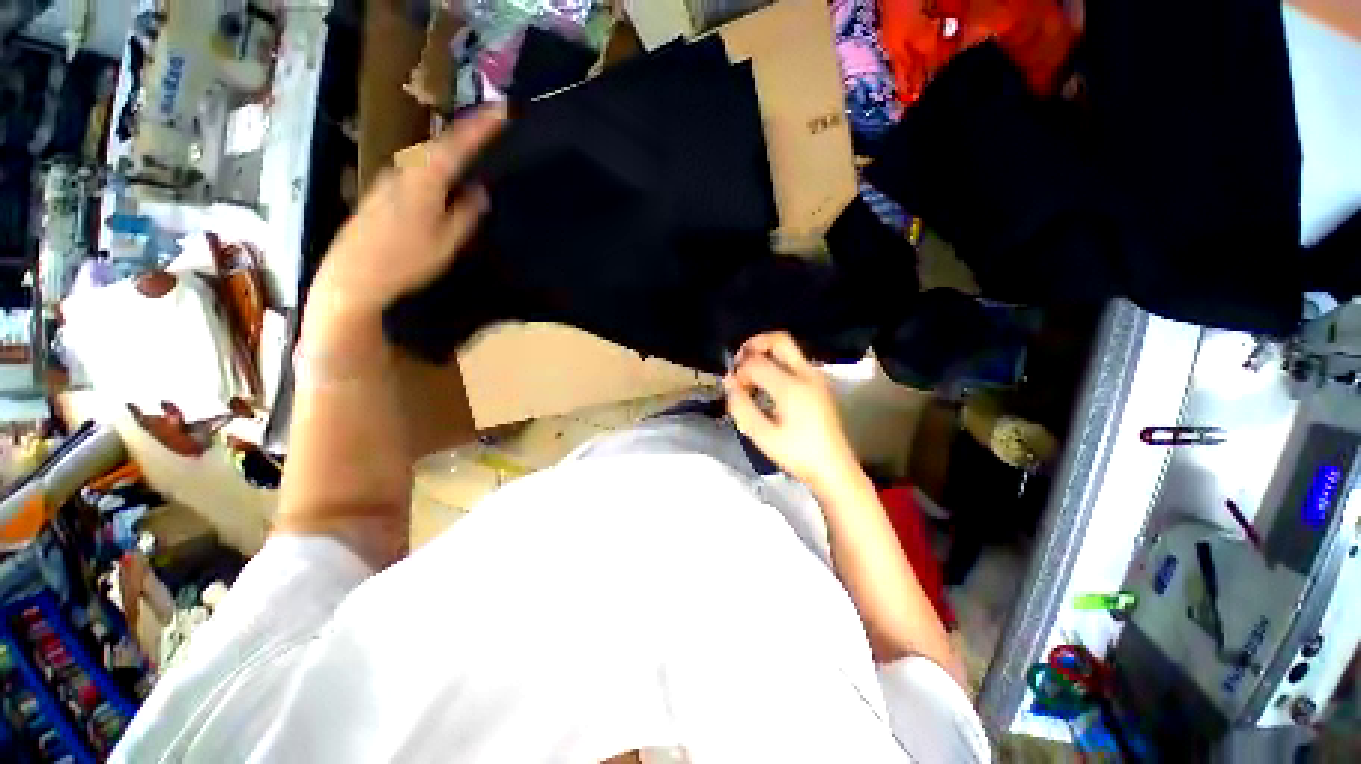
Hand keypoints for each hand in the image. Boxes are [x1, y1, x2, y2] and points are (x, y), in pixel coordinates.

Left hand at [304, 107, 504, 373]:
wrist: (352, 277)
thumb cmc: (404, 262)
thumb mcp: (446, 242)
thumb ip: (465, 214)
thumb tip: (480, 192)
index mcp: (424, 181)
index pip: (457, 145)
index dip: (480, 127)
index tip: (502, 111)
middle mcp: (402, 172)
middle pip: (438, 147)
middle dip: (464, 137)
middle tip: (489, 132)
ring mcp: (387, 182)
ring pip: (424, 160)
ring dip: (448, 155)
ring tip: (470, 157)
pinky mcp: (379, 194)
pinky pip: (413, 174)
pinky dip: (431, 171)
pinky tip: (440, 184)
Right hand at [724, 332, 859, 492]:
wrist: (833, 469)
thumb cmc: (797, 454)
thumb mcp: (762, 434)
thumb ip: (741, 406)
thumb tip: (729, 382)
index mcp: (792, 387)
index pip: (757, 363)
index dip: (739, 371)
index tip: (733, 388)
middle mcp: (806, 374)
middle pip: (779, 340)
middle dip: (754, 345)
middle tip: (739, 363)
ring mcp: (816, 378)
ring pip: (788, 350)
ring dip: (766, 354)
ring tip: (751, 377)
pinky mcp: (819, 385)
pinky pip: (794, 362)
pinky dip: (776, 364)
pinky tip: (767, 386)